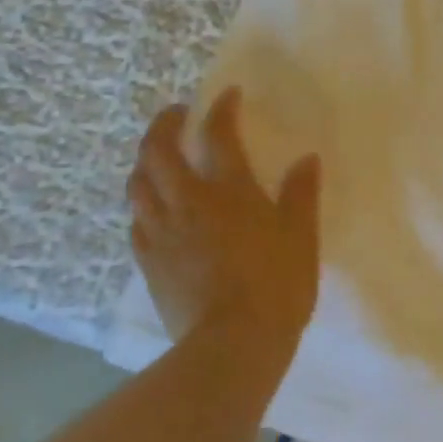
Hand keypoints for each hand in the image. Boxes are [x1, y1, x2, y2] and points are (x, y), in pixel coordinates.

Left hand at [127, 88, 322, 366]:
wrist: (232, 345)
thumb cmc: (276, 286)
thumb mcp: (301, 238)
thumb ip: (301, 195)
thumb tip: (306, 160)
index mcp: (229, 191)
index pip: (219, 135)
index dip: (221, 109)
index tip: (226, 95)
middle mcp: (187, 202)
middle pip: (159, 151)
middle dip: (164, 125)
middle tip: (175, 115)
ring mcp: (162, 232)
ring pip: (138, 183)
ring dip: (145, 161)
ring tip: (156, 158)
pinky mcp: (148, 262)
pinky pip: (136, 221)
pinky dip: (142, 204)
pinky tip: (152, 209)